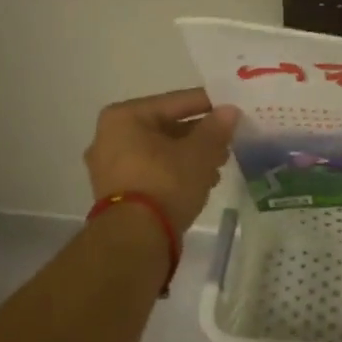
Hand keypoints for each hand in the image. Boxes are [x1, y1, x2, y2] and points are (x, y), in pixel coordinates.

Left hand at [84, 87, 239, 232]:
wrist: (135, 238)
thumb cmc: (165, 183)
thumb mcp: (199, 153)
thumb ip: (216, 128)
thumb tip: (229, 111)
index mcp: (124, 117)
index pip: (175, 102)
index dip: (208, 105)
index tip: (232, 108)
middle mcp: (109, 137)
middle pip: (166, 127)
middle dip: (199, 135)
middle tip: (228, 141)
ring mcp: (109, 167)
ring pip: (159, 152)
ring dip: (189, 156)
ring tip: (218, 166)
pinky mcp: (116, 193)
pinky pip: (151, 172)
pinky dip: (174, 173)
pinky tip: (201, 182)